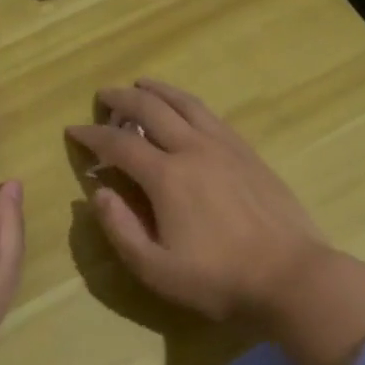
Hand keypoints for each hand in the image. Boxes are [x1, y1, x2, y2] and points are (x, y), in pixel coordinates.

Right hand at [65, 81, 328, 323]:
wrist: (291, 277)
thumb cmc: (218, 279)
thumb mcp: (155, 268)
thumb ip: (120, 228)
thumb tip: (99, 192)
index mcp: (167, 176)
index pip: (119, 143)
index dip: (92, 135)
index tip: (73, 130)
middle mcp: (194, 149)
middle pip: (151, 109)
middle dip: (121, 99)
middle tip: (103, 96)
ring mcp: (225, 147)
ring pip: (185, 103)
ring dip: (158, 90)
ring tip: (141, 84)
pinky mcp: (248, 153)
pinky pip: (211, 115)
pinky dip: (188, 104)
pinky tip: (185, 110)